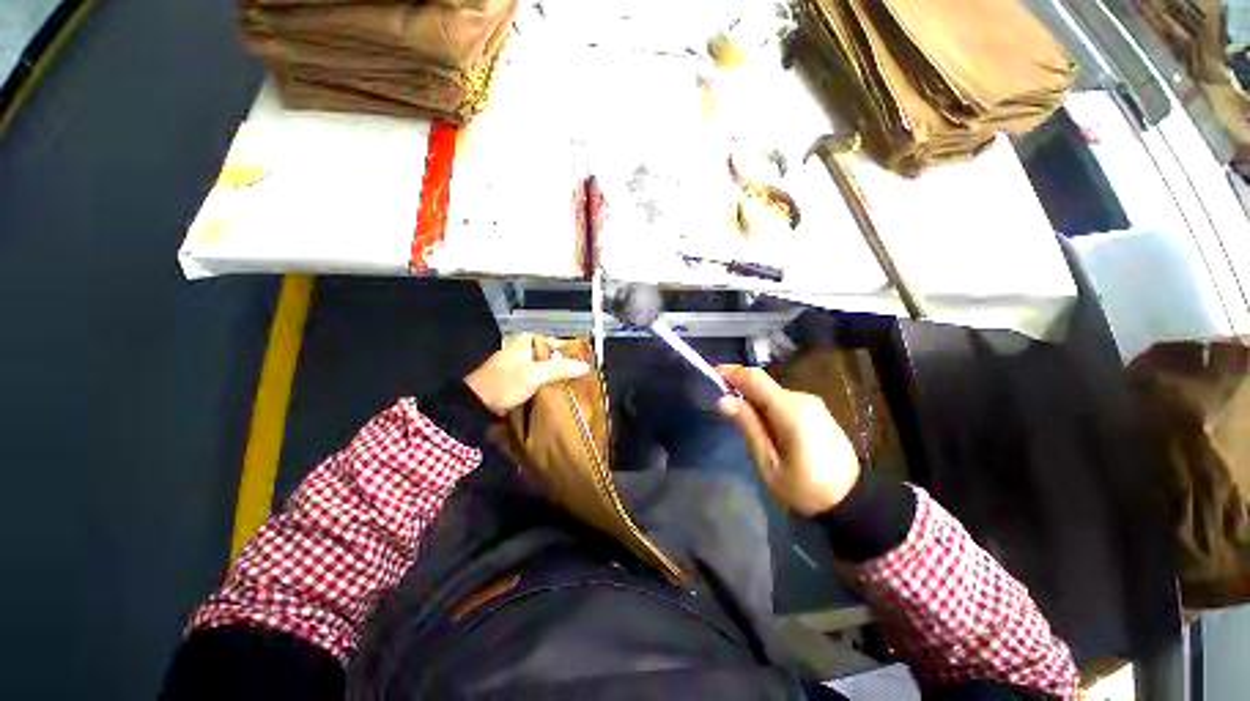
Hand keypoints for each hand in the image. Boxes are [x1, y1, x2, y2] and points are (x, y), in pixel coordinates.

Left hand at [465, 334, 590, 414]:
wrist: (476, 405)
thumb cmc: (504, 384)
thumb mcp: (534, 374)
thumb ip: (560, 368)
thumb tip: (585, 366)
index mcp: (527, 341)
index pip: (557, 343)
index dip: (571, 354)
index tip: (585, 366)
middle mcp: (525, 350)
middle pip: (553, 357)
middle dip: (566, 367)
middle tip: (583, 378)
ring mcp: (521, 365)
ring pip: (547, 369)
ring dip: (558, 377)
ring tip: (575, 387)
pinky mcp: (519, 380)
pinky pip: (540, 379)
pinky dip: (549, 384)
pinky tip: (559, 393)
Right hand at [715, 365, 860, 515]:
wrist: (854, 503)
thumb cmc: (807, 490)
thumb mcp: (770, 465)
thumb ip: (748, 428)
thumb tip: (724, 400)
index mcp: (791, 411)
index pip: (756, 379)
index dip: (732, 372)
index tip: (711, 375)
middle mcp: (803, 399)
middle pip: (764, 384)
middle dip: (740, 389)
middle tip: (722, 406)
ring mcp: (813, 405)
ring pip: (773, 392)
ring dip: (753, 398)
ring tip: (740, 420)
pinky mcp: (818, 412)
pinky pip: (784, 400)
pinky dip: (767, 405)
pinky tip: (763, 424)